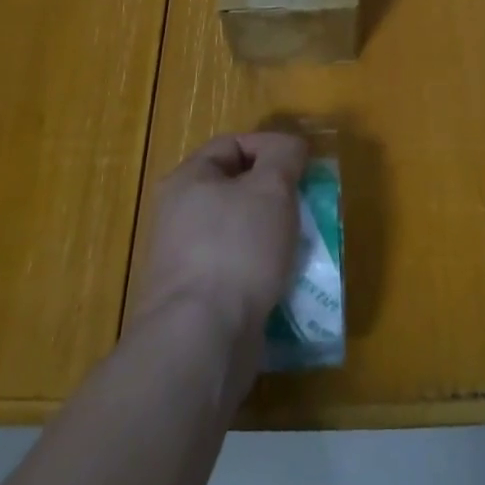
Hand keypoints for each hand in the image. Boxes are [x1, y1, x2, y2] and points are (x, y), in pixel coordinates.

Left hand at [132, 132, 307, 353]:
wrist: (202, 339)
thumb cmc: (237, 248)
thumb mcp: (271, 187)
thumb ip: (284, 156)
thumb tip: (290, 148)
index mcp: (188, 180)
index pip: (233, 144)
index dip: (270, 148)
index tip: (301, 168)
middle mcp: (179, 215)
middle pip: (238, 189)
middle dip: (276, 195)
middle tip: (305, 206)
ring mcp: (186, 259)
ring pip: (241, 231)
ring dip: (274, 235)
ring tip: (302, 245)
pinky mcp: (199, 298)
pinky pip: (239, 269)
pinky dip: (263, 270)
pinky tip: (286, 280)